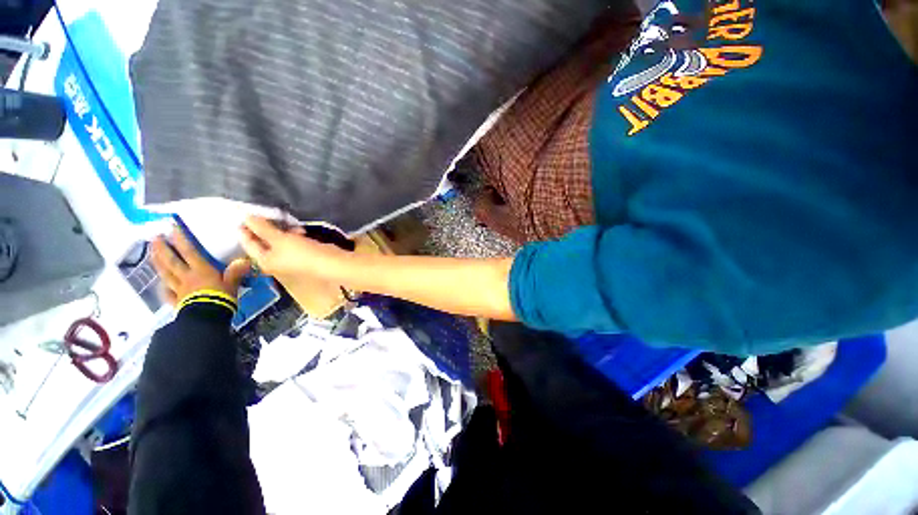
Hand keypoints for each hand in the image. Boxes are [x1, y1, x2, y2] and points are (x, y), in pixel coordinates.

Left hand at [151, 228, 251, 306]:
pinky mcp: (177, 301)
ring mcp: (179, 289)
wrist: (207, 317)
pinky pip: (167, 292)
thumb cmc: (221, 297)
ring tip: (152, 253)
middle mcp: (186, 276)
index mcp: (200, 270)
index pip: (189, 251)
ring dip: (157, 262)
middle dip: (162, 248)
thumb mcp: (232, 283)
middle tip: (154, 237)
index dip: (180, 239)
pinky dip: (163, 288)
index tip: (171, 227)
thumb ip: (236, 272)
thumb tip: (245, 260)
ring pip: (165, 273)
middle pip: (171, 261)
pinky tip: (161, 285)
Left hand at [239, 216, 352, 317]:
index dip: (246, 229)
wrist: (329, 262)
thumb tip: (246, 217)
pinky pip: (292, 243)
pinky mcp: (302, 255)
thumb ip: (262, 228)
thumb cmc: (301, 252)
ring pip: (279, 241)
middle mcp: (274, 262)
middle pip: (264, 242)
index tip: (245, 214)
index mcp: (264, 261)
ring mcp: (288, 259)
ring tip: (291, 224)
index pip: (248, 244)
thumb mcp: (279, 238)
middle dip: (267, 229)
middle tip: (270, 216)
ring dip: (283, 231)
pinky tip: (301, 231)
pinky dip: (294, 236)